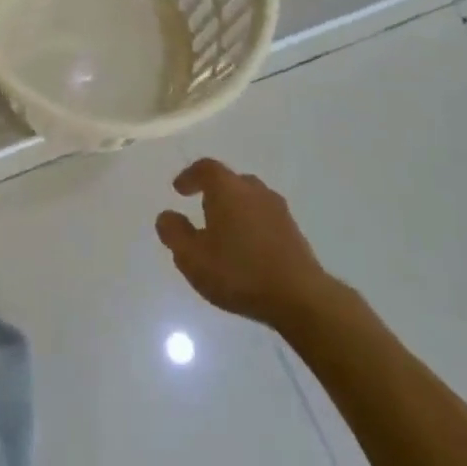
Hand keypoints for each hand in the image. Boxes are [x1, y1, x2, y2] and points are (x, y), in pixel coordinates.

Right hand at [156, 158, 335, 329]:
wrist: (300, 297)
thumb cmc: (238, 272)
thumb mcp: (192, 257)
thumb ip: (174, 233)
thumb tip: (166, 216)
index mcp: (228, 189)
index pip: (206, 168)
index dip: (190, 176)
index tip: (179, 189)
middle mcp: (254, 190)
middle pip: (231, 181)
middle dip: (214, 192)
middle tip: (201, 210)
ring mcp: (278, 210)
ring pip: (250, 199)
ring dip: (235, 209)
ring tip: (224, 232)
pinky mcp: (294, 231)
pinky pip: (265, 217)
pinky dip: (252, 224)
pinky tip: (247, 249)